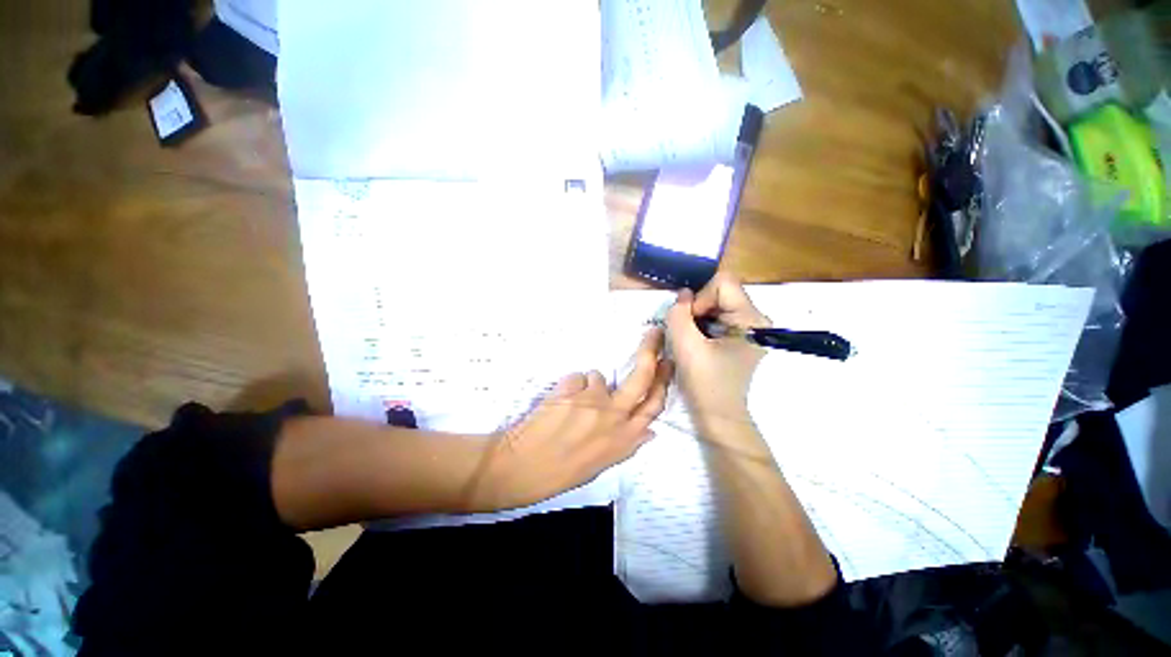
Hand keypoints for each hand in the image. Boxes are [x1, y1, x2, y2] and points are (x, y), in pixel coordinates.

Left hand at [469, 328, 672, 510]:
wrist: (520, 468)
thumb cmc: (561, 473)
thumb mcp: (601, 466)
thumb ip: (627, 445)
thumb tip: (650, 431)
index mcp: (624, 440)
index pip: (654, 405)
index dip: (664, 382)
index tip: (667, 363)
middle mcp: (614, 417)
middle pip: (641, 377)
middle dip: (651, 352)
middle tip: (654, 334)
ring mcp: (593, 401)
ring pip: (598, 377)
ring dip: (587, 386)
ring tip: (569, 406)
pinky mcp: (571, 388)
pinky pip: (576, 378)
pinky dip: (569, 387)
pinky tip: (557, 403)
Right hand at [666, 273, 770, 432]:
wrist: (719, 416)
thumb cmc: (705, 384)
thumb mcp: (685, 347)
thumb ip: (678, 315)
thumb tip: (683, 294)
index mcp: (751, 319)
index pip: (723, 283)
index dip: (700, 298)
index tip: (691, 324)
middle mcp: (756, 319)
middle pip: (720, 292)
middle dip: (698, 309)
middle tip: (689, 335)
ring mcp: (750, 328)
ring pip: (717, 304)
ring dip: (698, 318)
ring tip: (692, 341)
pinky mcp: (742, 336)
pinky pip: (718, 316)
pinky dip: (702, 325)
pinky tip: (698, 344)